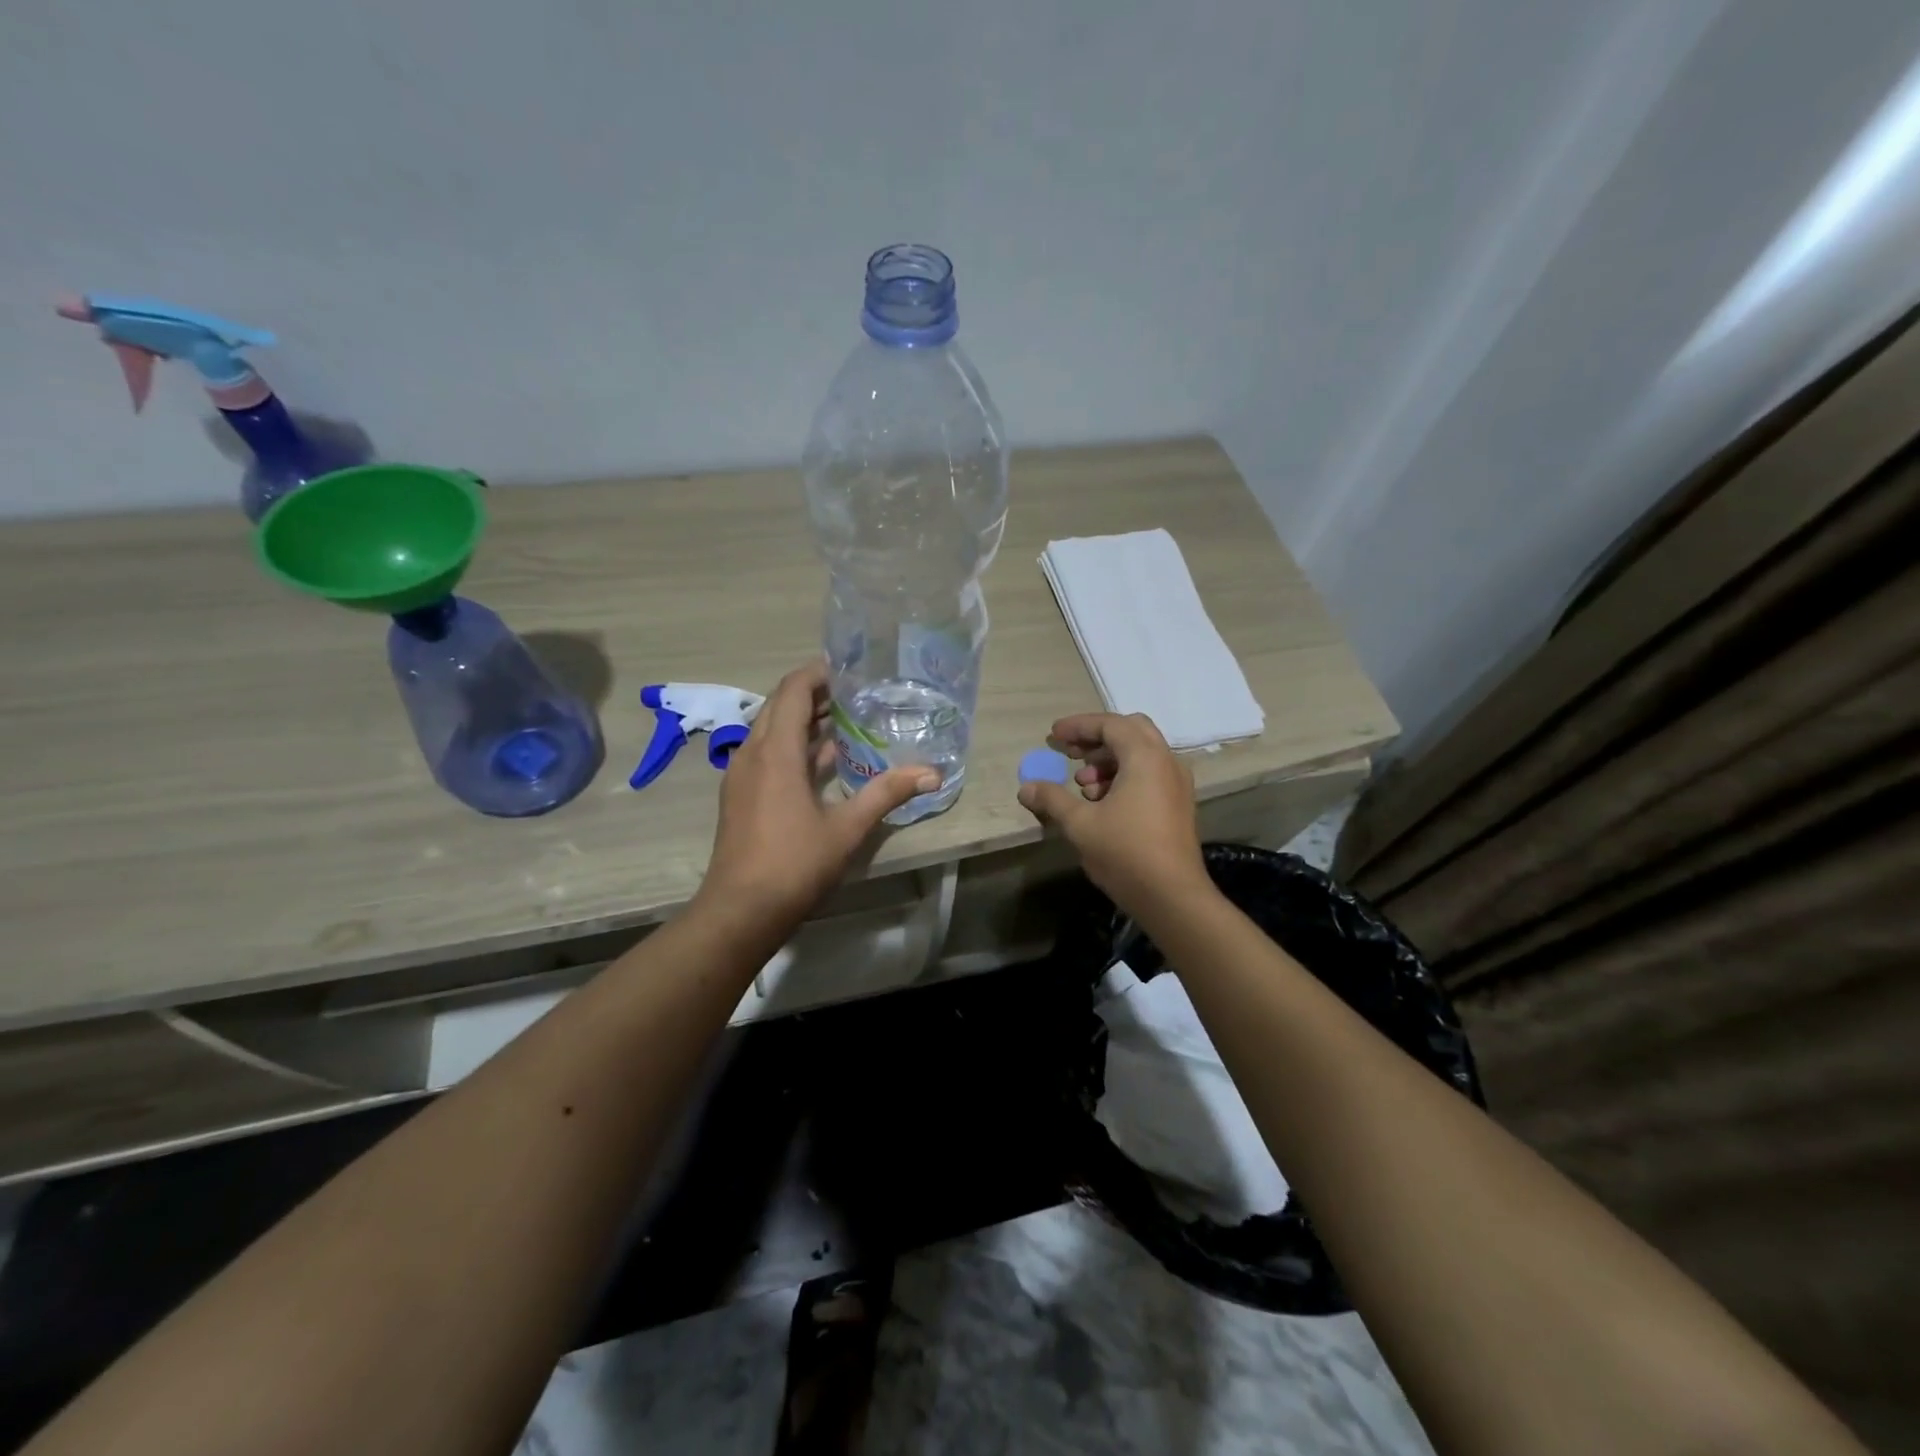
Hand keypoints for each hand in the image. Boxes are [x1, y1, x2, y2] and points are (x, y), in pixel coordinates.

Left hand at [696, 661, 938, 927]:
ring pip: (770, 729)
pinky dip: (792, 745)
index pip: (793, 690)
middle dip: (813, 693)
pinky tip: (821, 761)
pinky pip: (766, 753)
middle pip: (779, 705)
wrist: (740, 910)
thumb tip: (932, 774)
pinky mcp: (740, 795)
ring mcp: (741, 775)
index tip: (849, 669)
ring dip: (802, 719)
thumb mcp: (847, 828)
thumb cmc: (794, 863)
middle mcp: (752, 753)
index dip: (818, 673)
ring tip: (844, 719)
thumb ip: (887, 794)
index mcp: (776, 752)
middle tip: (854, 693)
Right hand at [1017, 712, 1210, 914]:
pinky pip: (1150, 774)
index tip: (1053, 736)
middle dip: (1097, 737)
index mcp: (1145, 758)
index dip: (1079, 726)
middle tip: (1070, 752)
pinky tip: (1102, 802)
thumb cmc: (1125, 853)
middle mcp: (1167, 762)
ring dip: (1109, 760)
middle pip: (1131, 731)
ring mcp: (1177, 784)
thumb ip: (1052, 799)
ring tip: (1083, 783)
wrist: (1173, 897)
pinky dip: (1124, 776)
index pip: (1110, 725)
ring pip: (1141, 754)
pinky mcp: (1178, 804)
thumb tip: (1026, 788)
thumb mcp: (1080, 824)